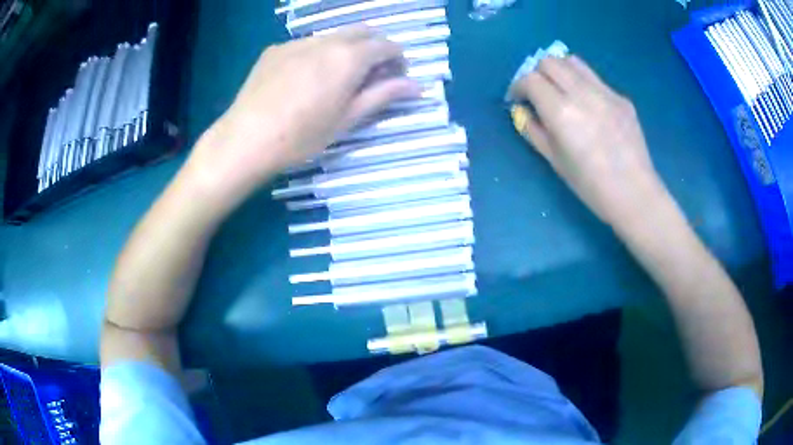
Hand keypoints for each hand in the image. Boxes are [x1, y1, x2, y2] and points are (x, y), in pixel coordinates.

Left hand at [186, 26, 419, 205]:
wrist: (245, 139)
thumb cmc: (301, 136)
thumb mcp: (347, 120)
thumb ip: (383, 96)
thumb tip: (417, 86)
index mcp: (349, 57)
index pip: (387, 45)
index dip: (398, 59)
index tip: (396, 77)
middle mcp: (326, 41)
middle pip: (362, 32)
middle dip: (375, 48)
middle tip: (371, 75)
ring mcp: (297, 42)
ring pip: (333, 36)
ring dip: (346, 49)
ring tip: (335, 79)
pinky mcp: (275, 49)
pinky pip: (306, 44)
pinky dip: (317, 54)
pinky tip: (303, 79)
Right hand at [508, 55, 665, 227]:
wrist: (635, 194)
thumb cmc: (590, 186)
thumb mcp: (554, 161)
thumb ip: (533, 131)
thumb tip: (520, 111)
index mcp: (562, 112)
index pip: (530, 79)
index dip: (518, 86)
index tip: (518, 100)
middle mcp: (582, 93)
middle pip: (550, 61)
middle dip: (537, 74)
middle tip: (539, 94)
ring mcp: (605, 92)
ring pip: (573, 61)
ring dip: (560, 71)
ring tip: (561, 92)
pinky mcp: (621, 97)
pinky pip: (595, 78)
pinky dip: (582, 83)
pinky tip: (589, 106)